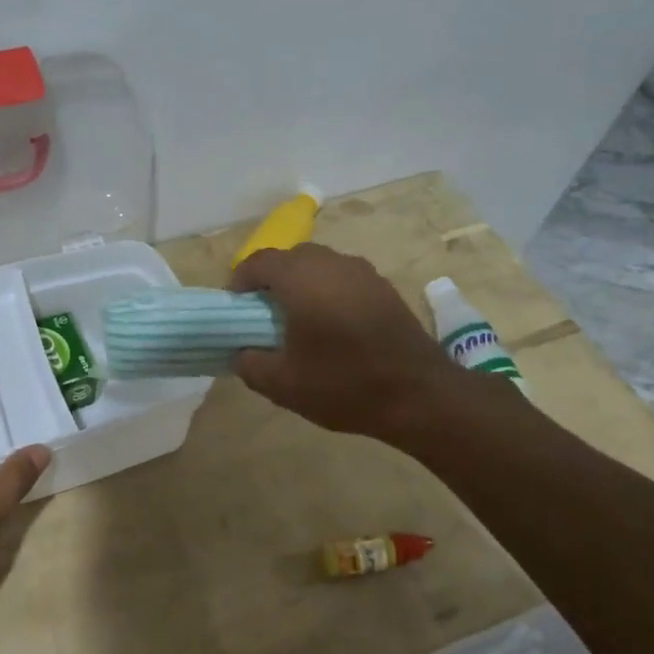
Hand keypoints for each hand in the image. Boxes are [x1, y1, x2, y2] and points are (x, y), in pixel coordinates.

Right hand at [228, 244, 456, 442]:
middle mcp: (332, 263)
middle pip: (290, 258)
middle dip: (270, 280)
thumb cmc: (343, 384)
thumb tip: (240, 353)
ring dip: (300, 285)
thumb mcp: (282, 384)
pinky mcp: (384, 288)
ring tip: (295, 321)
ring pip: (319, 266)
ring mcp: (363, 272)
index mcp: (301, 277)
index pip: (258, 262)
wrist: (419, 395)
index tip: (234, 308)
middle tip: (261, 315)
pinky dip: (327, 292)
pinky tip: (330, 327)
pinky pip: (343, 279)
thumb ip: (250, 364)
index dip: (239, 281)